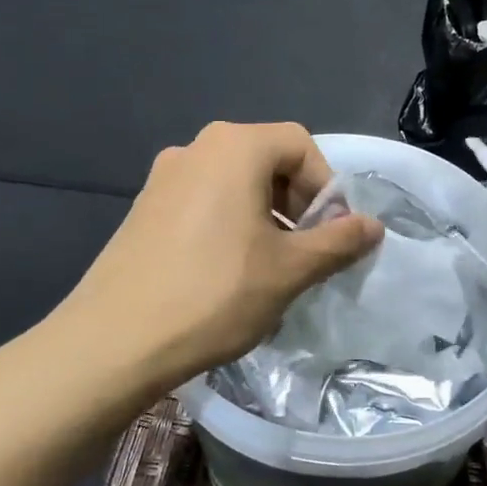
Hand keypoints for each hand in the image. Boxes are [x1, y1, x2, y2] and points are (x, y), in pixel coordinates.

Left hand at [61, 122, 382, 394]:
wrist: (113, 341)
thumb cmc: (214, 295)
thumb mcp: (289, 270)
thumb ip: (337, 242)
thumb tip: (373, 227)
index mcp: (234, 147)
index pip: (300, 145)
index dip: (326, 186)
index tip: (329, 234)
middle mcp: (195, 148)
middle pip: (266, 159)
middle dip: (296, 202)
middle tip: (304, 251)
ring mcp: (163, 177)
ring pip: (233, 183)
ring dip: (264, 215)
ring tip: (269, 267)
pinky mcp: (143, 208)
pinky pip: (202, 201)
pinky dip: (228, 224)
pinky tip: (225, 273)